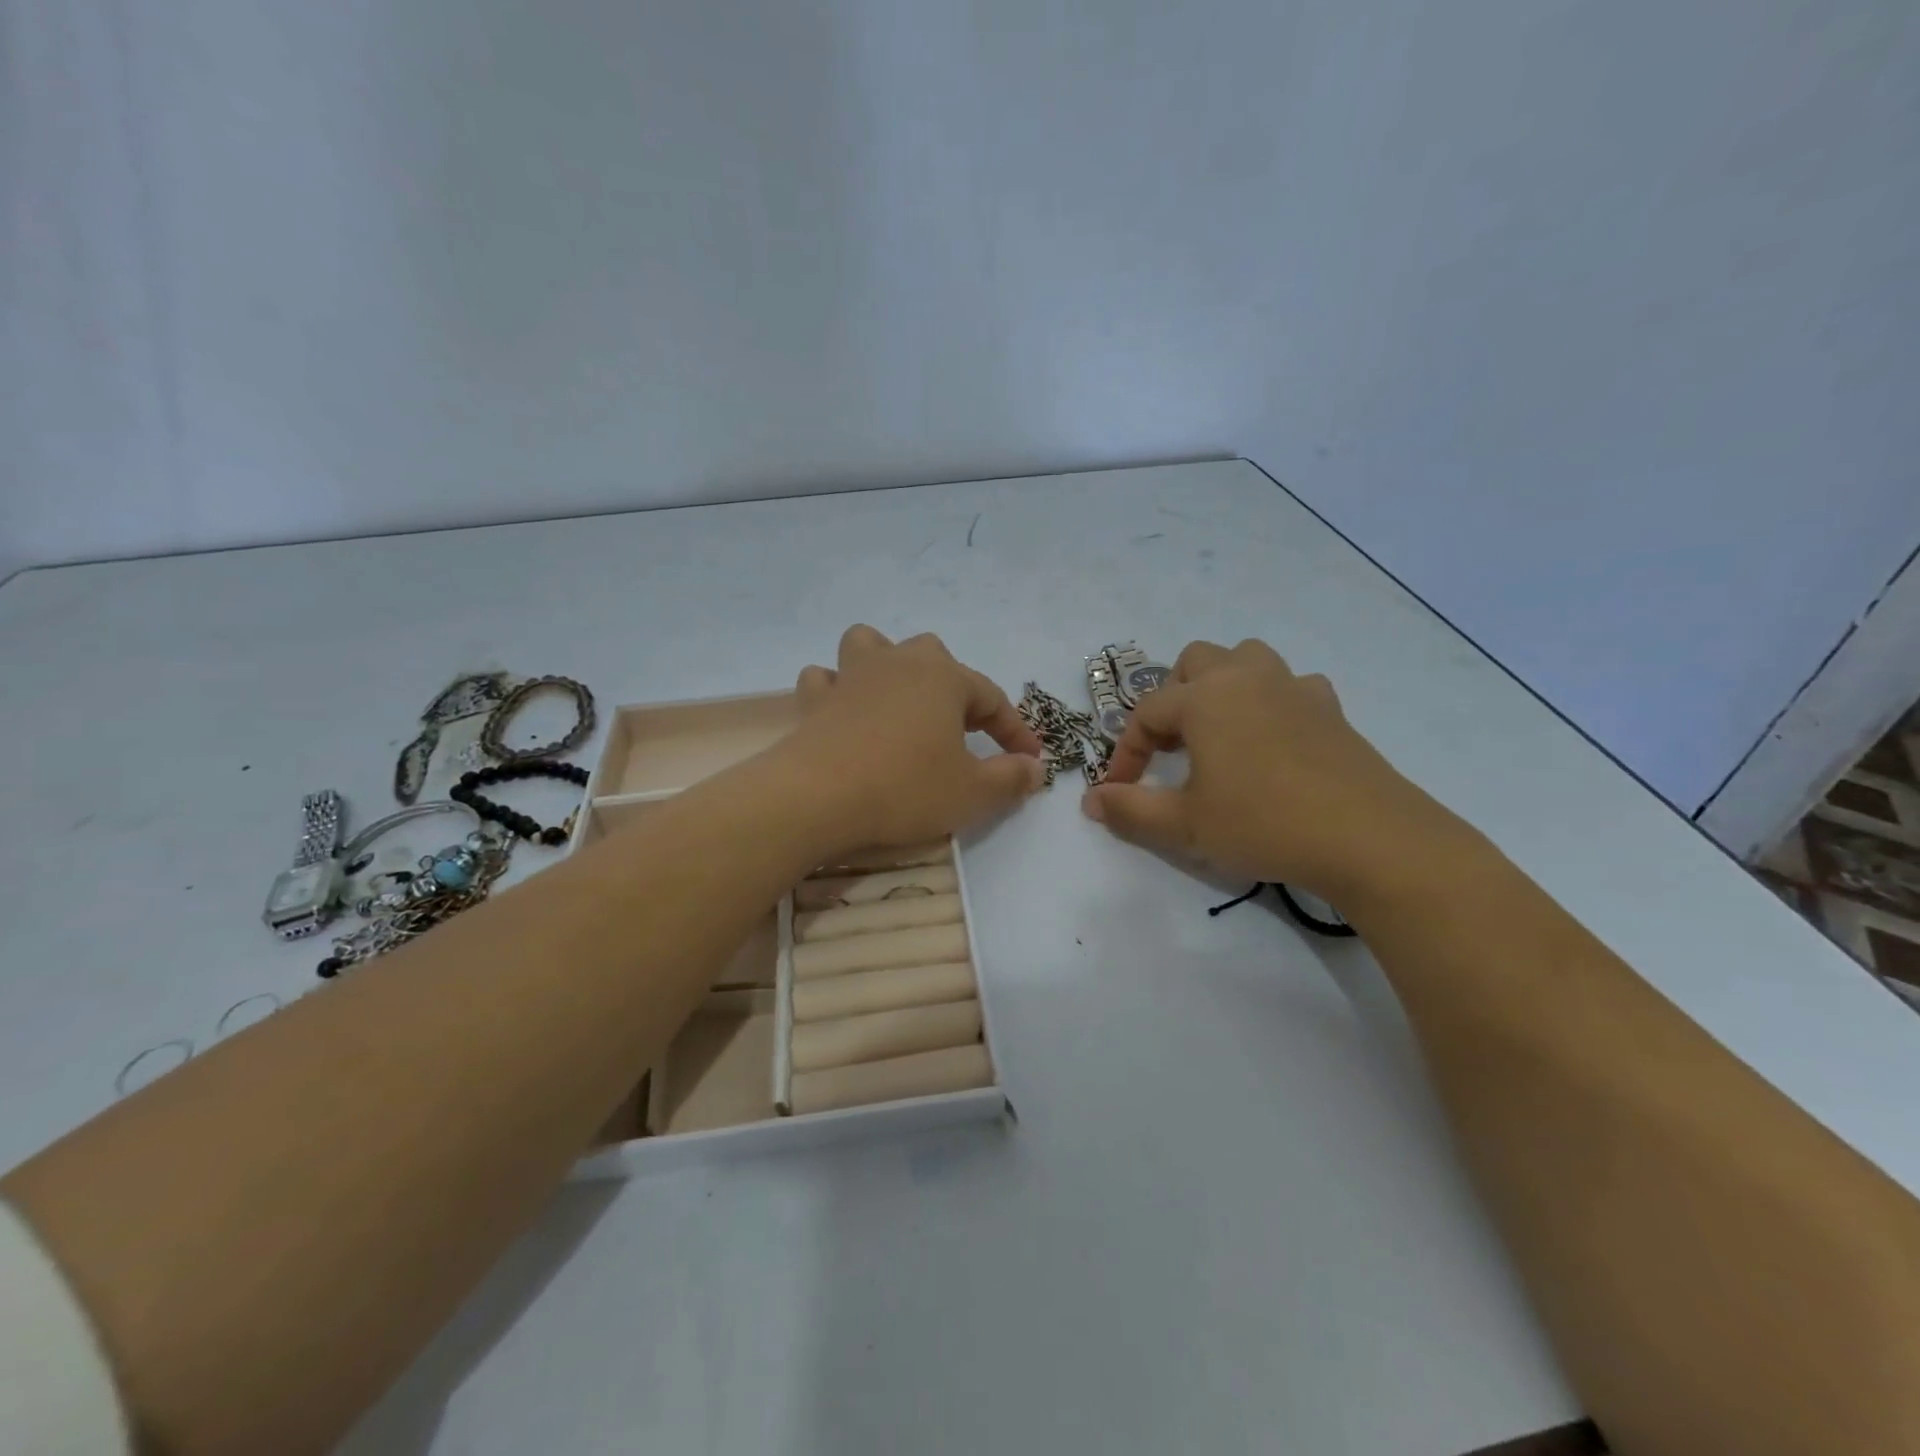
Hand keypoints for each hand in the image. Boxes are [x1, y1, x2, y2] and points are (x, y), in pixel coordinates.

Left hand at [781, 625, 1045, 853]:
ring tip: (897, 698)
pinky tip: (844, 711)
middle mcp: (899, 663)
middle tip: (962, 728)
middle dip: (954, 687)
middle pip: (935, 656)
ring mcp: (852, 676)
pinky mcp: (815, 700)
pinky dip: (836, 689)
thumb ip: (1011, 778)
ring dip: (888, 664)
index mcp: (944, 678)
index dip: (1015, 730)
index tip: (1030, 760)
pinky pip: (826, 679)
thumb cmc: (905, 789)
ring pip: (873, 645)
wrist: (817, 797)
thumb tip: (1035, 768)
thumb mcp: (973, 793)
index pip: (993, 698)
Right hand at [1080, 639, 1463, 901]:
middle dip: (1173, 698)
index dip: (1126, 752)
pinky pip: (1290, 686)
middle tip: (1171, 747)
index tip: (1119, 791)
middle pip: (1195, 662)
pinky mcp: (1331, 709)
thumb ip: (1130, 810)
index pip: (1146, 714)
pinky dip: (1271, 702)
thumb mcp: (1185, 826)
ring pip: (1246, 660)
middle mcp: (1246, 679)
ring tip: (1217, 731)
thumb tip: (1091, 800)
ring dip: (1222, 686)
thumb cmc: (1264, 824)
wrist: (1369, 839)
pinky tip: (1273, 739)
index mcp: (1205, 698)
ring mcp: (1294, 688)